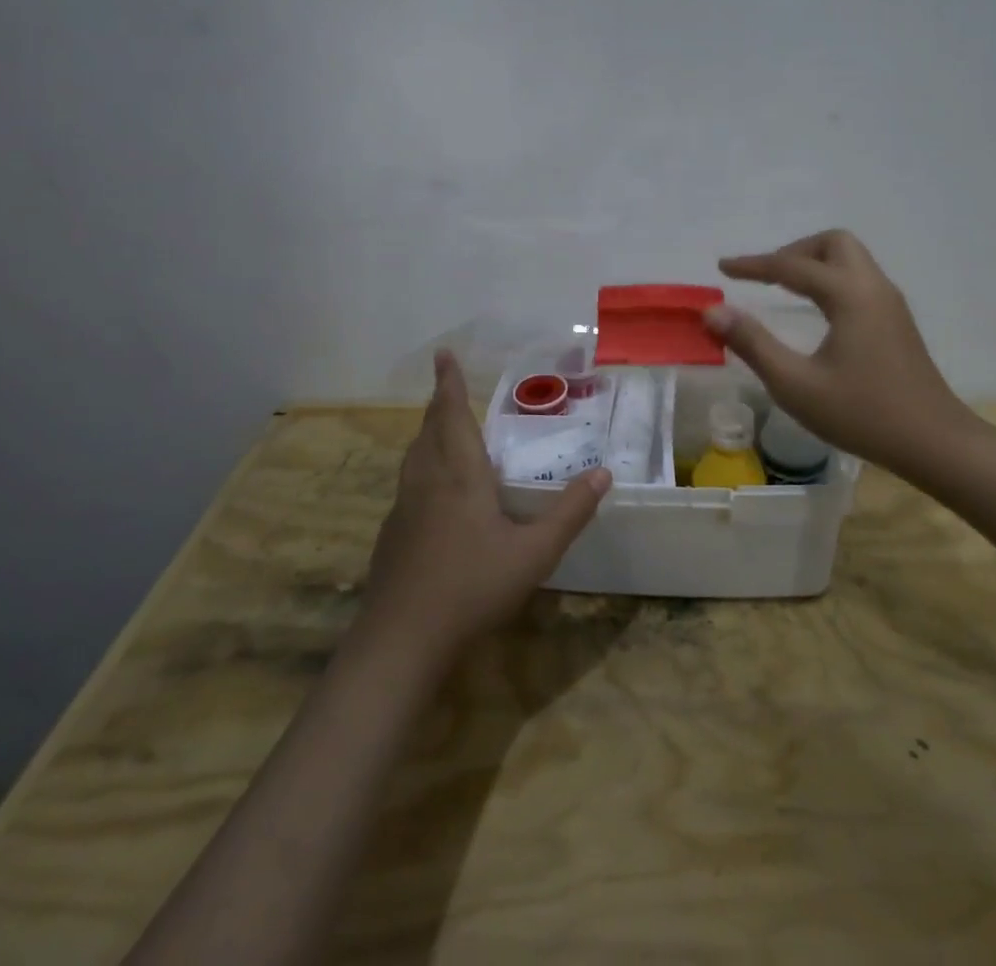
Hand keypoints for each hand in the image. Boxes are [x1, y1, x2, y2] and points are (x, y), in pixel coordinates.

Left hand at [359, 351, 609, 665]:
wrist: (401, 641)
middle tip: (447, 386)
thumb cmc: (472, 588)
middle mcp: (427, 483)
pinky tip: (432, 492)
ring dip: (427, 434)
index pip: (453, 416)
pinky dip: (421, 467)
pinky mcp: (391, 536)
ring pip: (414, 457)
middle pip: (429, 431)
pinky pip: (408, 484)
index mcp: (460, 476)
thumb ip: (570, 513)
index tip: (443, 354)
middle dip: (439, 404)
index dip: (450, 384)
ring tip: (440, 428)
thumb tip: (603, 474)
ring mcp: (404, 510)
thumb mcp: (534, 553)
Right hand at [707, 230, 984, 476]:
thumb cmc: (862, 414)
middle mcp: (873, 287)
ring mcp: (890, 302)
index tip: (722, 267)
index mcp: (849, 295)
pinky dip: (831, 278)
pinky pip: (859, 278)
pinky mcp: (897, 320)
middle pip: (832, 243)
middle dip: (793, 251)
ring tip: (783, 288)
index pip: (792, 266)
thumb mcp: (796, 384)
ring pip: (850, 258)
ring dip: (814, 262)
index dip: (753, 265)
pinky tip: (816, 309)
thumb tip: (713, 311)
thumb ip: (752, 343)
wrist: (934, 442)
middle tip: (764, 277)